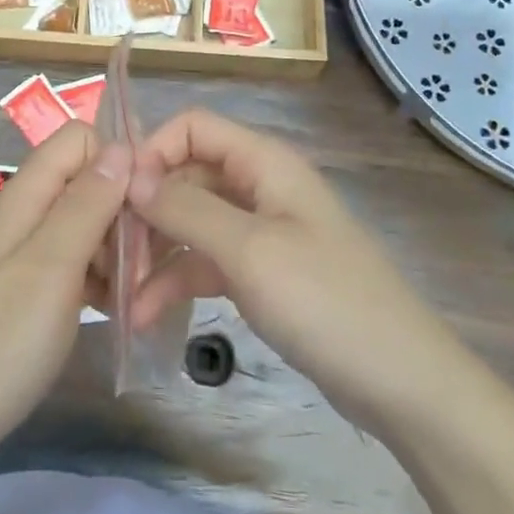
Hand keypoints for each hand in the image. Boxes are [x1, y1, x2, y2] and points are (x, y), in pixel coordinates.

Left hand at [0, 121, 129, 470]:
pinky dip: (100, 278)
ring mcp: (26, 252)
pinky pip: (76, 262)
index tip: (149, 204)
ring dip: (117, 250)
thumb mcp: (50, 268)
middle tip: (143, 267)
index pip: (80, 138)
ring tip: (132, 297)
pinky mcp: (29, 288)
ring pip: (86, 223)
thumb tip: (121, 146)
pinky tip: (114, 311)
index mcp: (26, 196)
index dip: (118, 158)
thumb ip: (85, 204)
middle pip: (88, 181)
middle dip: (124, 211)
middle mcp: (26, 213)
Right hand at [126, 110, 462, 426]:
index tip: (117, 196)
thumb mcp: (249, 252)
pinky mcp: (261, 273)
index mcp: (264, 163)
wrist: (403, 386)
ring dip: (154, 254)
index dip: (152, 151)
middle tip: (109, 255)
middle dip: (145, 211)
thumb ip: (186, 209)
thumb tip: (130, 174)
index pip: (192, 128)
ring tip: (120, 299)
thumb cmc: (327, 303)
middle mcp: (259, 187)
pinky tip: (146, 314)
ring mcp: (260, 232)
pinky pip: (206, 262)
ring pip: (191, 223)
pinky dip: (177, 282)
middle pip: (186, 177)